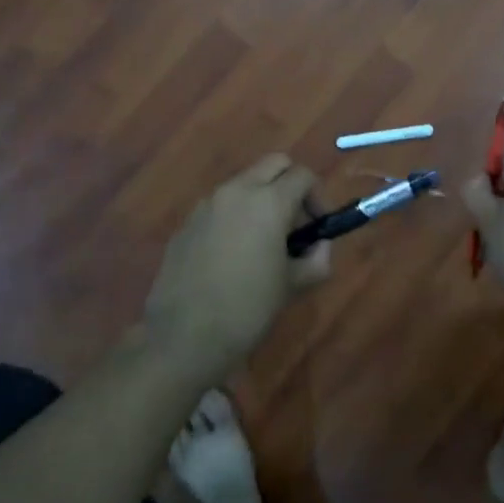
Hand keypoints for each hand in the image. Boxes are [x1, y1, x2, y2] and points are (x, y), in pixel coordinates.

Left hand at [144, 155, 329, 386]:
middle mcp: (237, 191)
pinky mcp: (187, 222)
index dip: (318, 197)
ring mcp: (207, 204)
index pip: (303, 175)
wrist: (183, 338)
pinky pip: (220, 206)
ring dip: (261, 198)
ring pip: (244, 183)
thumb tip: (319, 246)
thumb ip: (316, 259)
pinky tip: (232, 256)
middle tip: (295, 222)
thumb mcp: (293, 286)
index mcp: (269, 201)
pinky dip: (234, 216)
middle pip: (274, 164)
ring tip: (263, 241)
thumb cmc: (247, 309)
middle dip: (290, 184)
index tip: (320, 225)